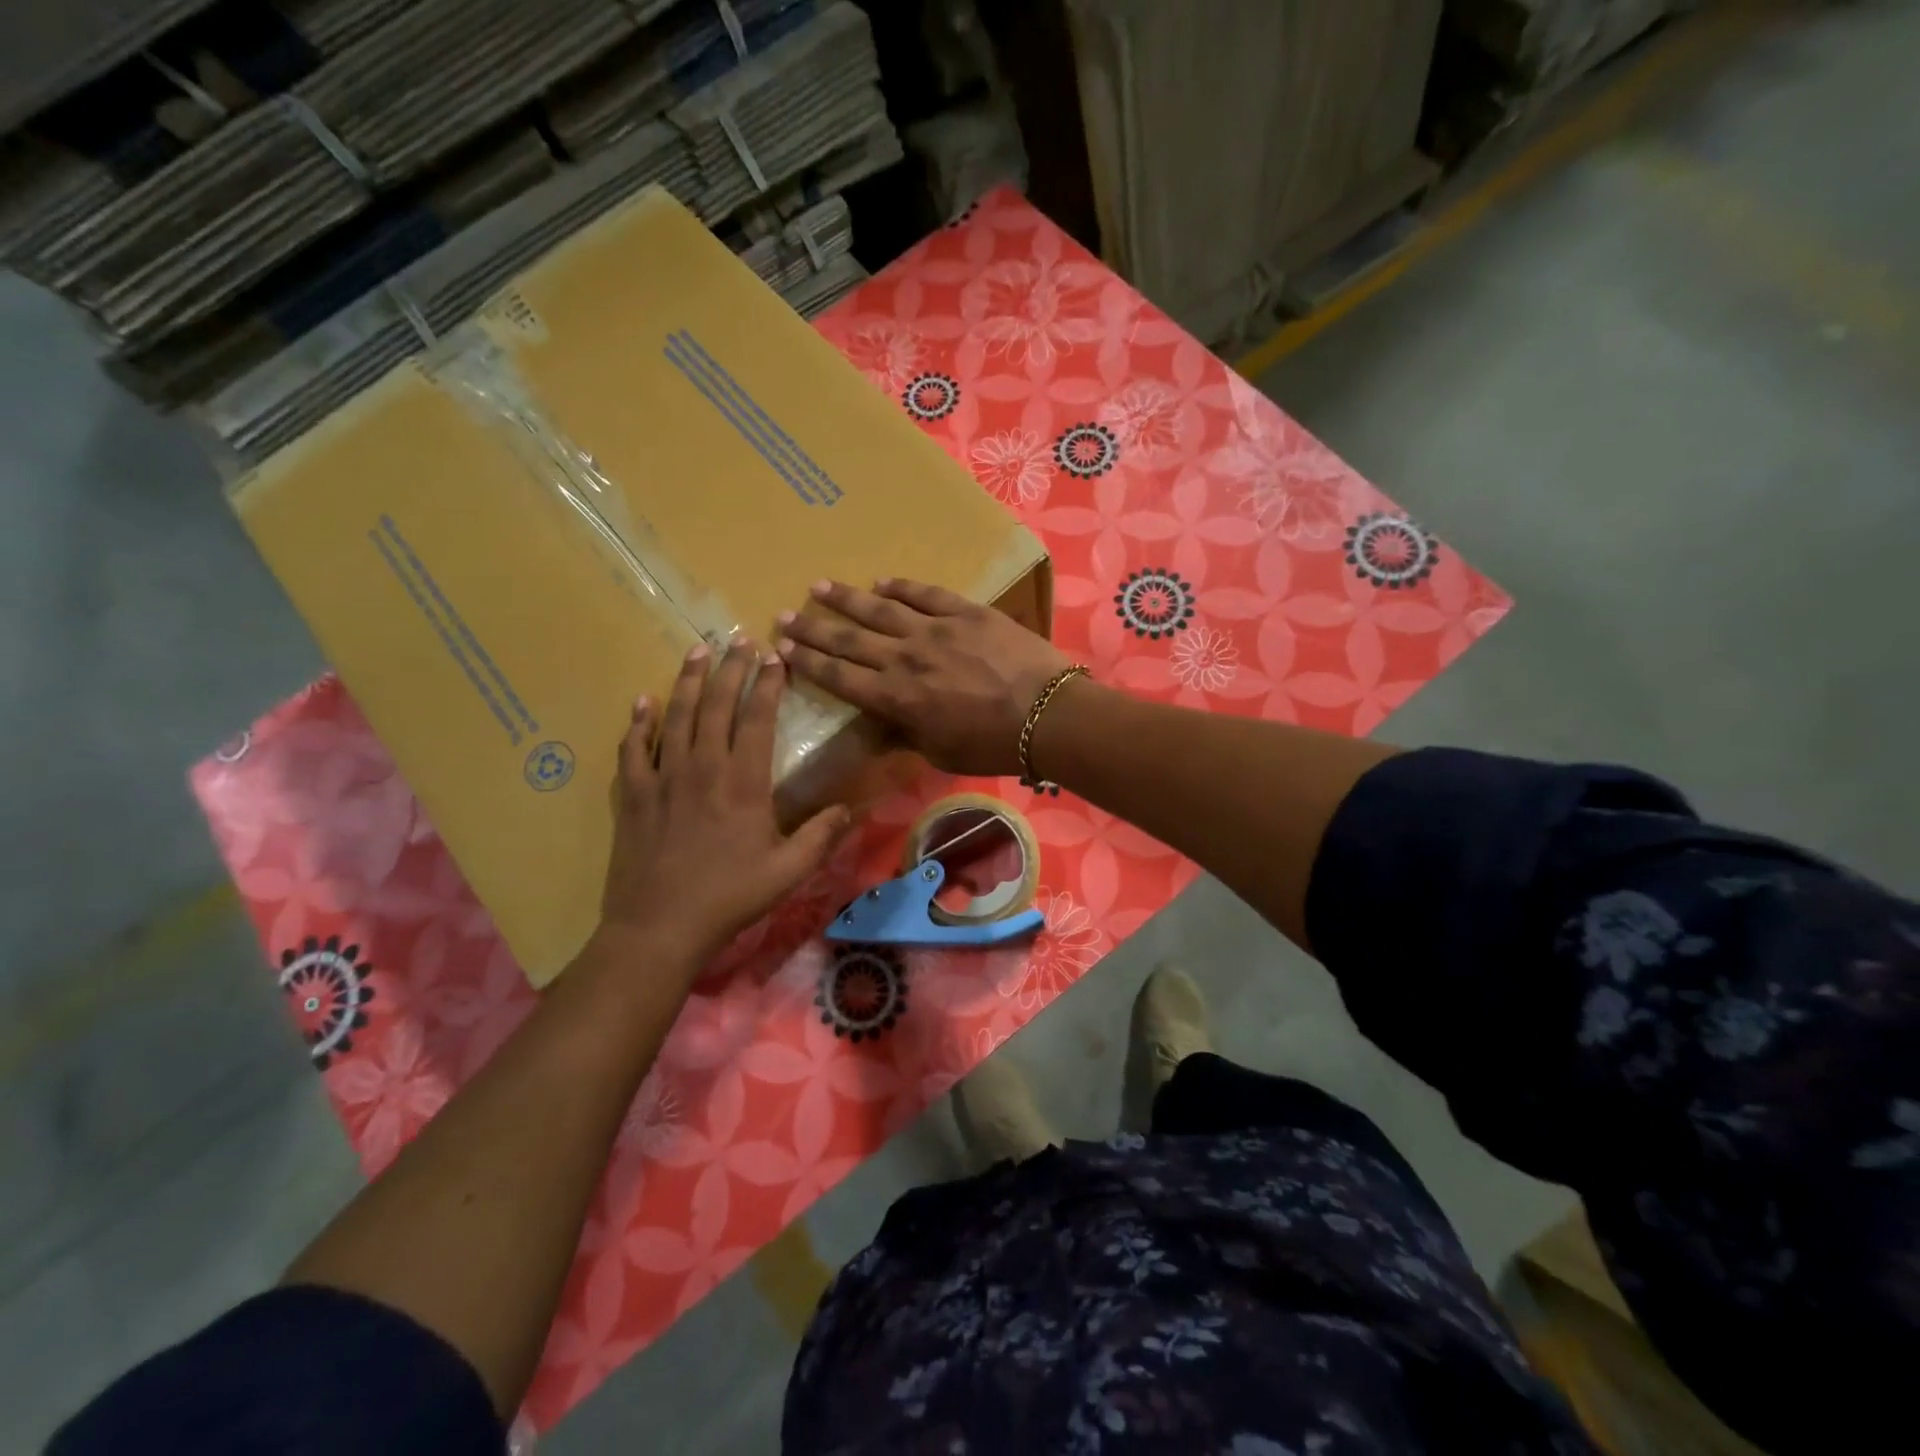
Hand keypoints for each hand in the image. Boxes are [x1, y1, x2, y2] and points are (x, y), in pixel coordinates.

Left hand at [596, 639, 850, 977]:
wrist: (659, 926)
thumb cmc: (729, 897)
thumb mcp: (788, 872)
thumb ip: (820, 836)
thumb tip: (850, 808)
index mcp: (743, 783)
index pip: (757, 718)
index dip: (768, 683)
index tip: (775, 657)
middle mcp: (702, 768)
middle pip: (716, 705)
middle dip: (731, 668)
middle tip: (739, 639)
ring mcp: (663, 778)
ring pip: (676, 716)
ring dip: (688, 681)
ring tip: (698, 651)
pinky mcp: (634, 795)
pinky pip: (633, 748)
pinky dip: (638, 722)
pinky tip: (643, 702)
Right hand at [775, 578, 1071, 776]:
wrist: (1047, 714)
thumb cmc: (992, 745)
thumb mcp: (939, 752)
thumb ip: (906, 733)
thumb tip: (883, 721)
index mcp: (895, 698)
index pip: (838, 677)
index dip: (806, 662)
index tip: (782, 648)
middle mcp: (904, 658)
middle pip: (848, 639)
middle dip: (812, 628)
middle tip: (784, 614)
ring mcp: (934, 630)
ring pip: (879, 608)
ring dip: (846, 598)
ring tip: (820, 586)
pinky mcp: (965, 612)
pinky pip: (925, 594)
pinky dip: (902, 587)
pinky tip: (883, 582)